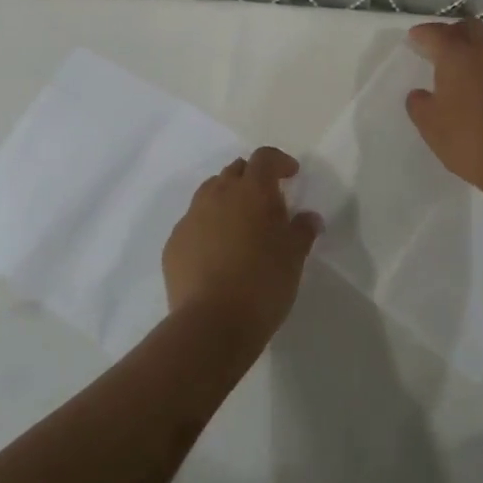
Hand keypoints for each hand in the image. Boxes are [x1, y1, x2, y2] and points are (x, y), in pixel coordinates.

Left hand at [163, 146, 320, 341]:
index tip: (291, 175)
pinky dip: (208, 226)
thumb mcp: (294, 257)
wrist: (211, 324)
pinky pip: (194, 223)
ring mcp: (191, 218)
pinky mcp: (174, 244)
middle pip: (235, 171)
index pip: (264, 158)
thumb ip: (302, 230)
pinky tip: (217, 252)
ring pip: (210, 193)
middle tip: (267, 202)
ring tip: (241, 225)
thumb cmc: (263, 283)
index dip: (279, 162)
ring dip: (227, 199)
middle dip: (252, 179)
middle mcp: (218, 195)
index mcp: (252, 191)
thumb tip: (308, 217)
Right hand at [405, 19, 482, 192]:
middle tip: (444, 47)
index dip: (422, 33)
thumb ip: (418, 103)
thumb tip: (420, 94)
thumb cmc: (467, 140)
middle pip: (470, 27)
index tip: (414, 38)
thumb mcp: (429, 125)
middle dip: (454, 32)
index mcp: (457, 55)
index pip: (436, 33)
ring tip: (477, 59)